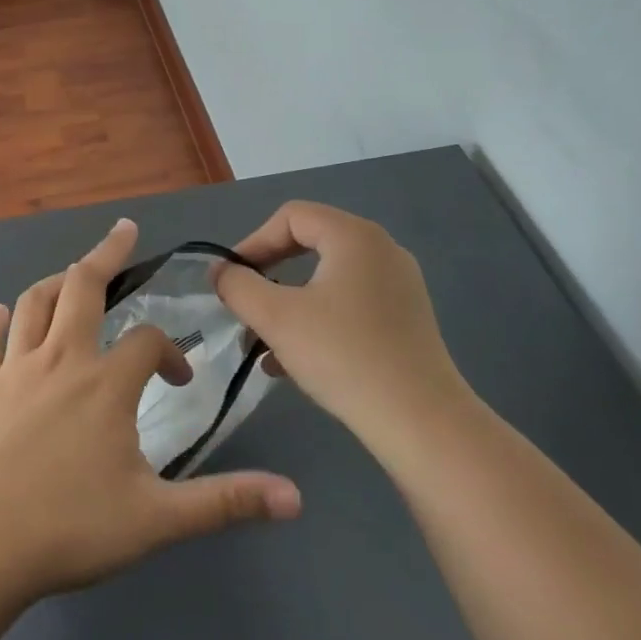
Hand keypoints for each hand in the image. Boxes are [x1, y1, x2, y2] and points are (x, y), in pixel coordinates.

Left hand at [0, 218, 301, 604]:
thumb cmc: (70, 528)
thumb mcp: (157, 519)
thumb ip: (224, 501)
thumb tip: (295, 497)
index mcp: (105, 384)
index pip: (147, 342)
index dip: (169, 351)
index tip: (178, 379)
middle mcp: (59, 360)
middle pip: (83, 287)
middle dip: (107, 254)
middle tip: (124, 230)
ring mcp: (13, 370)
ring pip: (33, 304)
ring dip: (55, 281)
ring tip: (73, 273)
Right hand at [213, 201, 472, 442]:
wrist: (421, 422)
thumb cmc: (343, 356)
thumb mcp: (276, 318)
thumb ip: (238, 286)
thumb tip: (220, 271)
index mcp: (354, 236)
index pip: (291, 217)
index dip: (254, 242)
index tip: (231, 279)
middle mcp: (381, 250)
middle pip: (310, 244)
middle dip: (269, 273)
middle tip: (245, 303)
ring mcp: (398, 286)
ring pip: (327, 279)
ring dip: (288, 302)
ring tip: (262, 341)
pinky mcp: (405, 320)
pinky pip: (348, 304)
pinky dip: (316, 320)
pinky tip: (293, 362)